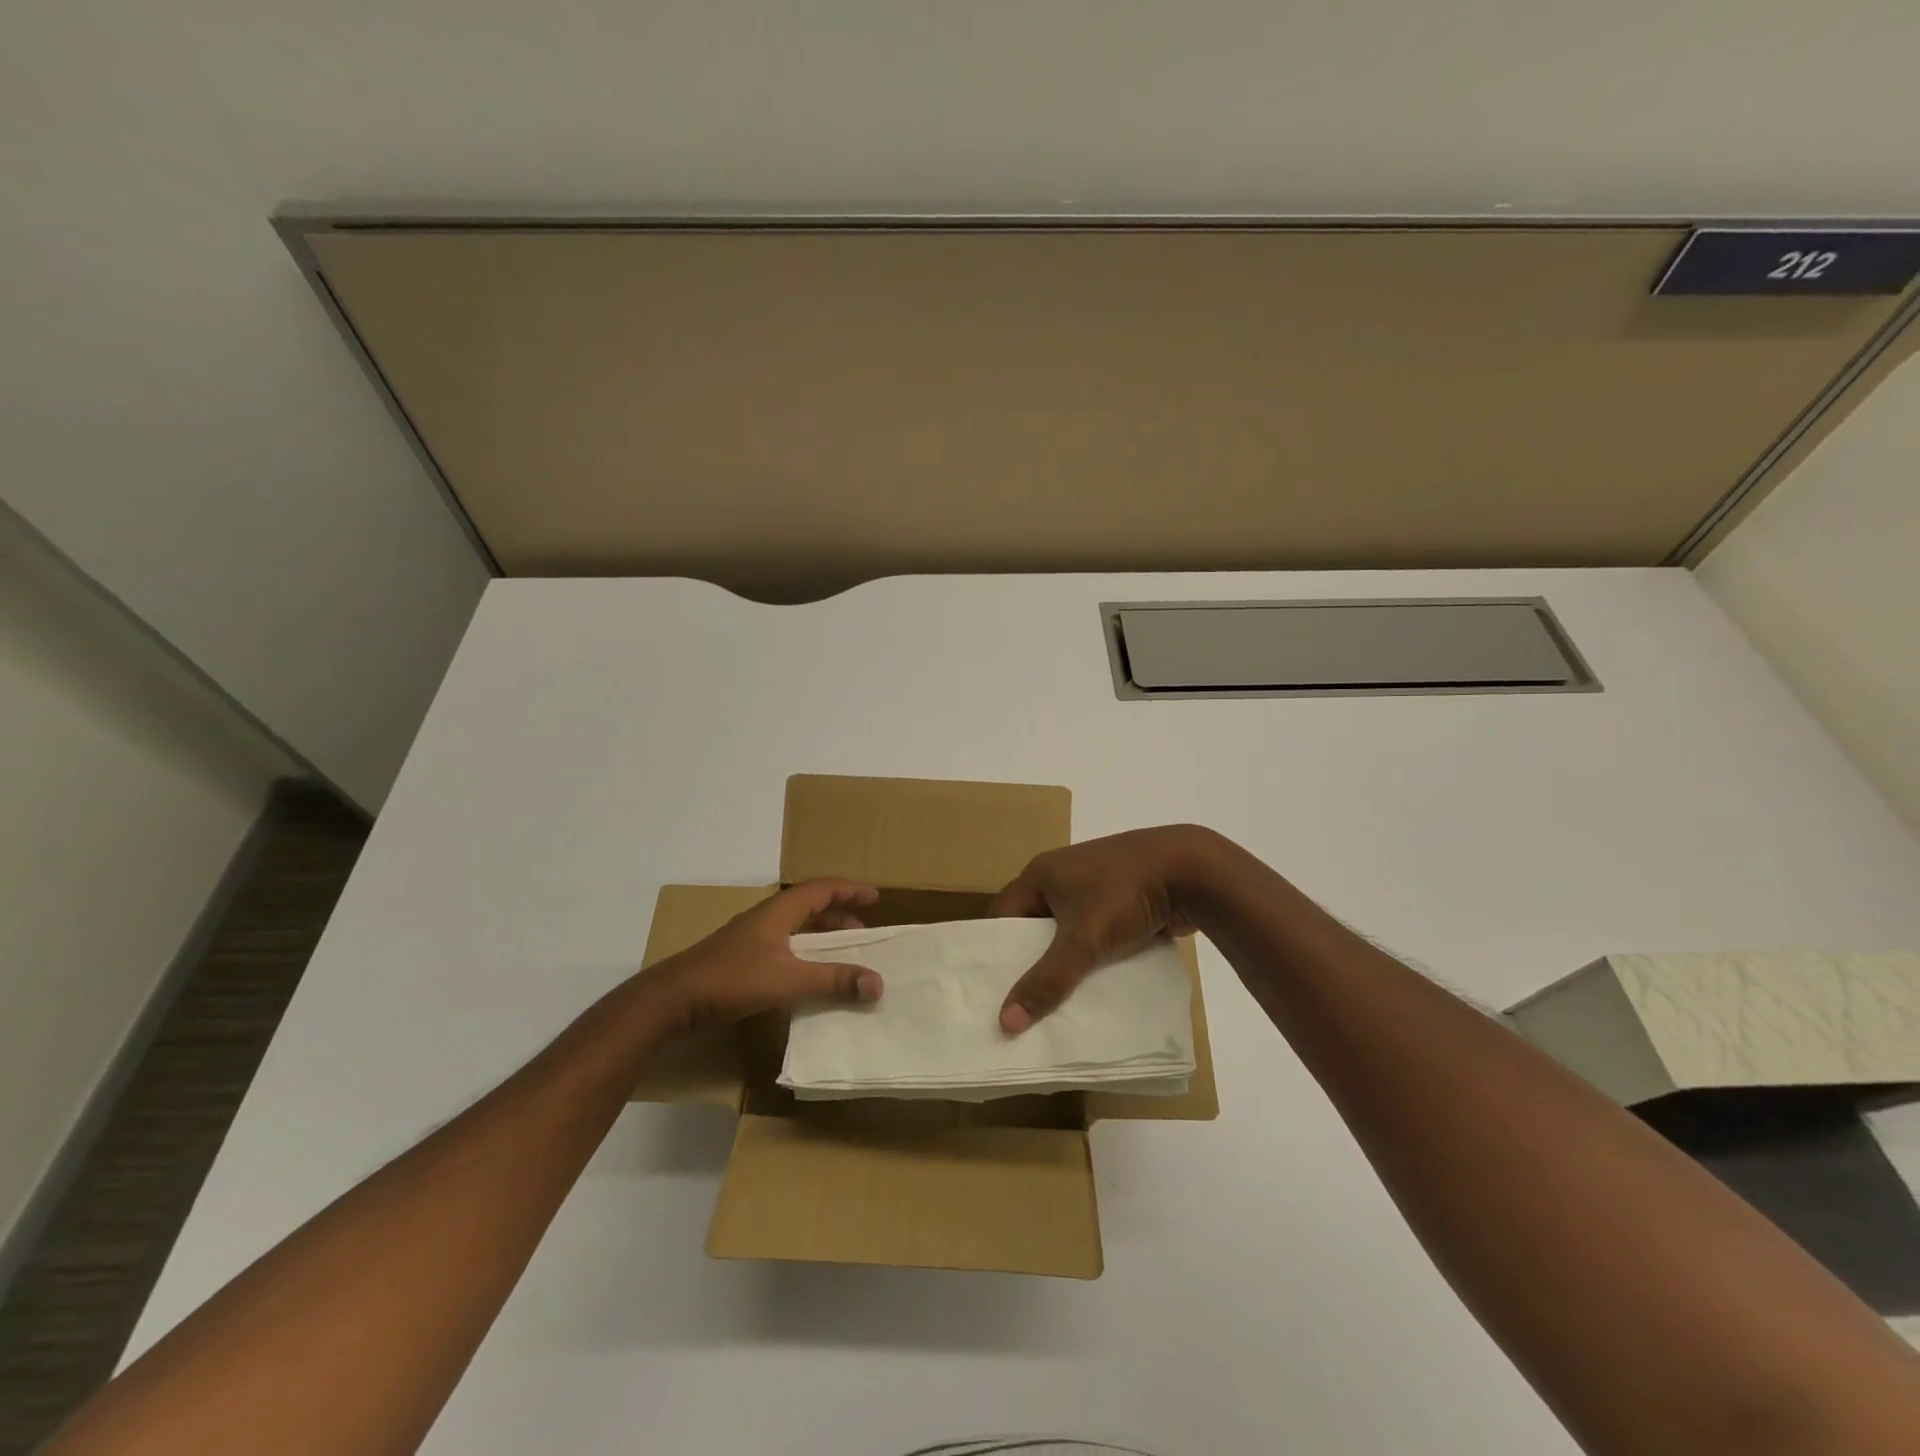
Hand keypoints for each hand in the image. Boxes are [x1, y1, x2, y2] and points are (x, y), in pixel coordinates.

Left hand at [641, 880, 885, 1030]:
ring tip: (842, 951)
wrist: (671, 1000)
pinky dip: (804, 953)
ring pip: (795, 928)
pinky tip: (807, 974)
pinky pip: (783, 946)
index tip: (875, 897)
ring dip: (821, 935)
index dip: (850, 890)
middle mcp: (765, 919)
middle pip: (809, 906)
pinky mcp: (739, 960)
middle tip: (863, 928)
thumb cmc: (731, 980)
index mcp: (778, 912)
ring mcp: (750, 939)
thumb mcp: (788, 981)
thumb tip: (877, 983)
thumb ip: (833, 980)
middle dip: (839, 914)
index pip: (821, 889)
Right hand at [990, 825, 1218, 1032]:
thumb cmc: (1123, 895)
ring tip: (1057, 1004)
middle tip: (1021, 1006)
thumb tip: (1005, 1022)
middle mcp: (1063, 876)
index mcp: (1042, 874)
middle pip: (1035, 925)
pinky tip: (1096, 986)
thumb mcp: (1082, 940)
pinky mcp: (1124, 898)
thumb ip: (1046, 981)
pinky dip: (1095, 956)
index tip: (990, 991)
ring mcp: (1097, 885)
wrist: (1192, 870)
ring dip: (1066, 961)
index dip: (994, 952)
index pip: (1003, 916)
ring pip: (1070, 931)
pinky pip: (1098, 932)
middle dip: (1031, 962)